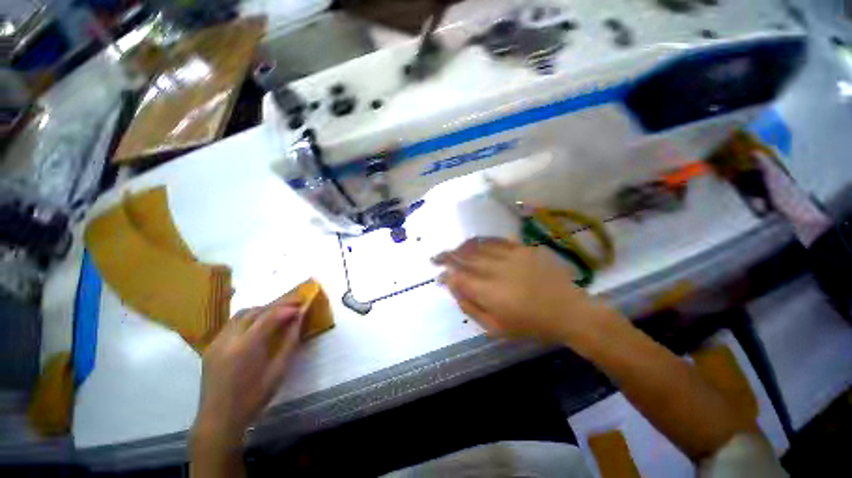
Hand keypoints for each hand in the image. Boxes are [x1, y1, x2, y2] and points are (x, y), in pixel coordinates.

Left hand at [191, 303, 303, 450]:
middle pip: (255, 311)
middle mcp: (228, 339)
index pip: (269, 316)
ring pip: (241, 314)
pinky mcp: (212, 346)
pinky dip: (250, 318)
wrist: (219, 419)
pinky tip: (259, 325)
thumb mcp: (278, 371)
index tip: (302, 305)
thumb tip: (299, 320)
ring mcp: (217, 341)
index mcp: (246, 346)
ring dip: (262, 309)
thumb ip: (289, 342)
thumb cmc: (253, 398)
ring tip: (279, 312)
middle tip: (295, 303)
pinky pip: (233, 324)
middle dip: (277, 304)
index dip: (287, 308)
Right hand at [433, 237, 610, 342]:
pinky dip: (481, 241)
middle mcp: (495, 269)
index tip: (439, 274)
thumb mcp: (496, 328)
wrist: (568, 311)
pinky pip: (495, 240)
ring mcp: (509, 255)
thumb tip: (453, 288)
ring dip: (461, 248)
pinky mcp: (521, 248)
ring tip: (453, 250)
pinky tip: (475, 243)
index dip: (446, 274)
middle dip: (447, 257)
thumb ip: (471, 306)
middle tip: (436, 257)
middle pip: (464, 258)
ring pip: (477, 246)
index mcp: (488, 291)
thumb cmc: (531, 325)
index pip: (458, 277)